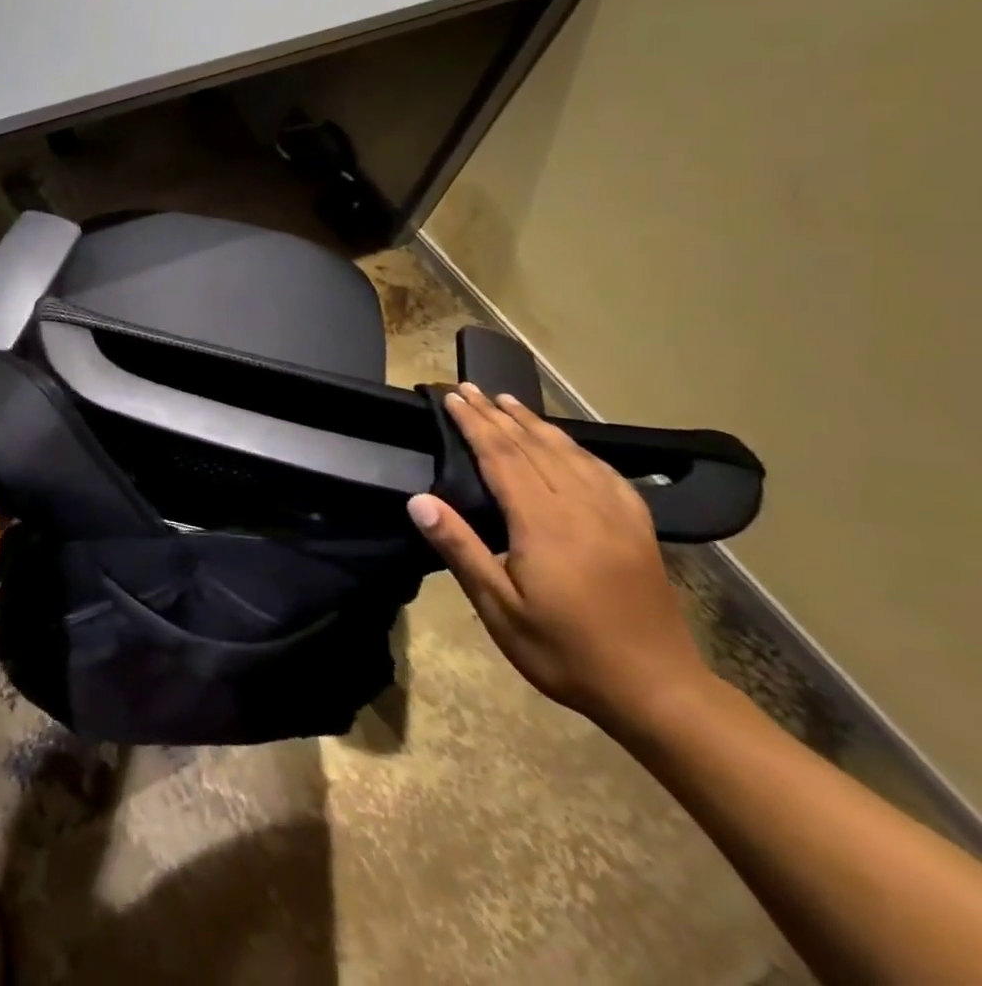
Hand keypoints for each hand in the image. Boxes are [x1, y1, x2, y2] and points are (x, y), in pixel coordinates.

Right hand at [407, 384, 713, 731]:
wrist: (661, 693)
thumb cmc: (566, 652)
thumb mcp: (500, 609)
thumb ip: (460, 550)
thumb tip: (419, 500)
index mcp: (545, 525)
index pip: (502, 458)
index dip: (475, 424)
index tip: (451, 398)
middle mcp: (582, 508)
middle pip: (533, 447)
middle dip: (497, 414)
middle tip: (469, 387)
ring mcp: (616, 517)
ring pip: (569, 453)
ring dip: (534, 423)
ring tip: (508, 400)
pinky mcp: (638, 530)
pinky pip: (605, 474)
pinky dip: (578, 448)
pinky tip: (567, 443)